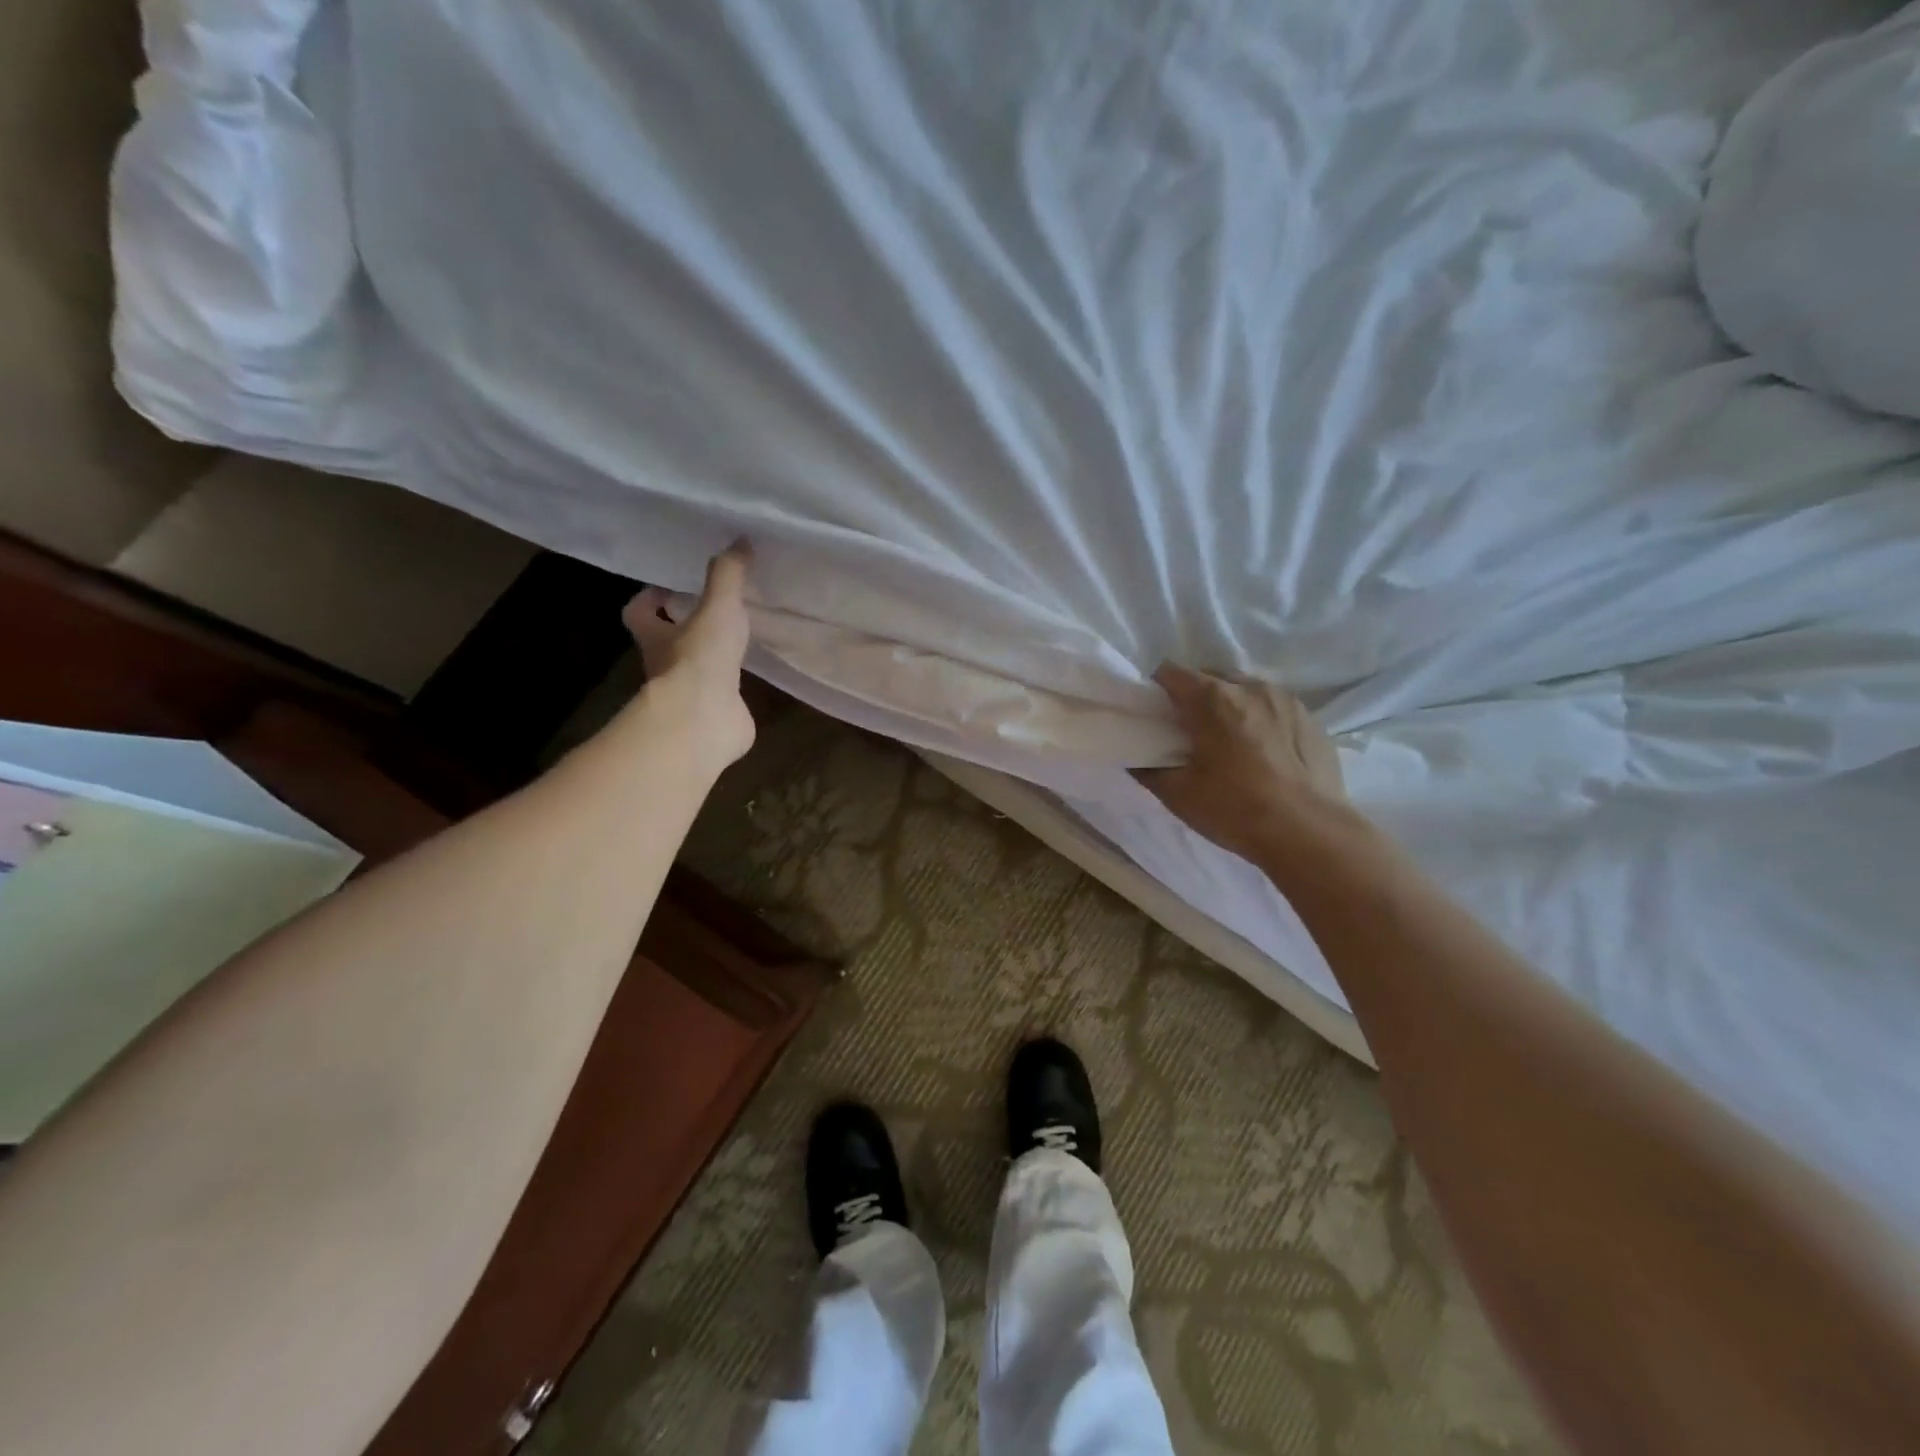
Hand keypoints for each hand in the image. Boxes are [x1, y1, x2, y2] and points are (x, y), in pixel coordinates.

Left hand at [623, 543, 756, 770]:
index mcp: (655, 636)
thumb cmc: (700, 660)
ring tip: (740, 636)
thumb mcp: (717, 608)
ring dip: (711, 656)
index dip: (650, 598)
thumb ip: (728, 575)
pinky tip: (753, 672)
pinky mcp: (714, 713)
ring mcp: (688, 693)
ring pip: (694, 668)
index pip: (638, 611)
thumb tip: (741, 539)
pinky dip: (732, 684)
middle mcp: (665, 665)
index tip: (671, 587)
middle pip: (666, 640)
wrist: (704, 722)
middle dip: (683, 626)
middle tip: (714, 607)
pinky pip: (721, 694)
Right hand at [1134, 665, 1349, 858]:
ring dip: (1231, 705)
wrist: (1308, 833)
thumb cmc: (1235, 809)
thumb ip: (1148, 770)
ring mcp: (1285, 700)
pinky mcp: (1310, 718)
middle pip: (1210, 676)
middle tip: (1192, 732)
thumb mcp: (1178, 795)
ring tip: (1231, 742)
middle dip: (1195, 696)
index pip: (1171, 672)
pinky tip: (1264, 753)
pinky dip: (1262, 720)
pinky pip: (1274, 707)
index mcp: (1212, 699)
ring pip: (1245, 689)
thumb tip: (1135, 759)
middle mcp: (1249, 687)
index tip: (1158, 715)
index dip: (1158, 690)